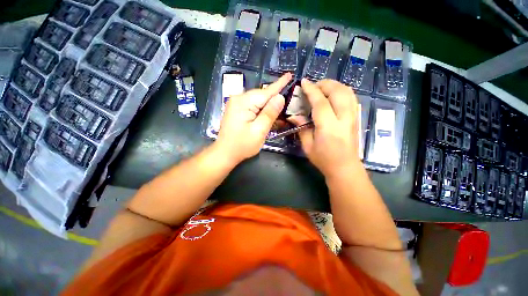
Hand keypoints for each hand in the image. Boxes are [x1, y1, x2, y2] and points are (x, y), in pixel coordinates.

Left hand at [217, 73, 292, 163]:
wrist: (225, 153)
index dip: (279, 84)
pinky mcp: (237, 110)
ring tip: (281, 106)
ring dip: (269, 104)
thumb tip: (280, 97)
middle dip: (275, 97)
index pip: (266, 91)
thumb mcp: (259, 131)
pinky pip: (253, 106)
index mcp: (244, 102)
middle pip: (261, 95)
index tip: (289, 75)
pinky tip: (268, 112)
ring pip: (258, 100)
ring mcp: (236, 104)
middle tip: (289, 97)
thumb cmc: (242, 145)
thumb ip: (269, 113)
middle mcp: (238, 99)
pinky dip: (262, 109)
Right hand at [289, 79, 360, 177]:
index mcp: (329, 128)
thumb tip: (293, 116)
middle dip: (324, 84)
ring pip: (347, 92)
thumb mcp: (308, 146)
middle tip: (313, 86)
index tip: (304, 82)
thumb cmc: (324, 159)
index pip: (321, 103)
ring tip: (322, 88)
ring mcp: (353, 117)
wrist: (345, 168)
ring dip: (334, 85)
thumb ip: (302, 128)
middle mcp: (344, 119)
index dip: (311, 90)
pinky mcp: (357, 118)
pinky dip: (341, 91)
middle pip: (338, 92)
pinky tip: (332, 96)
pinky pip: (351, 97)